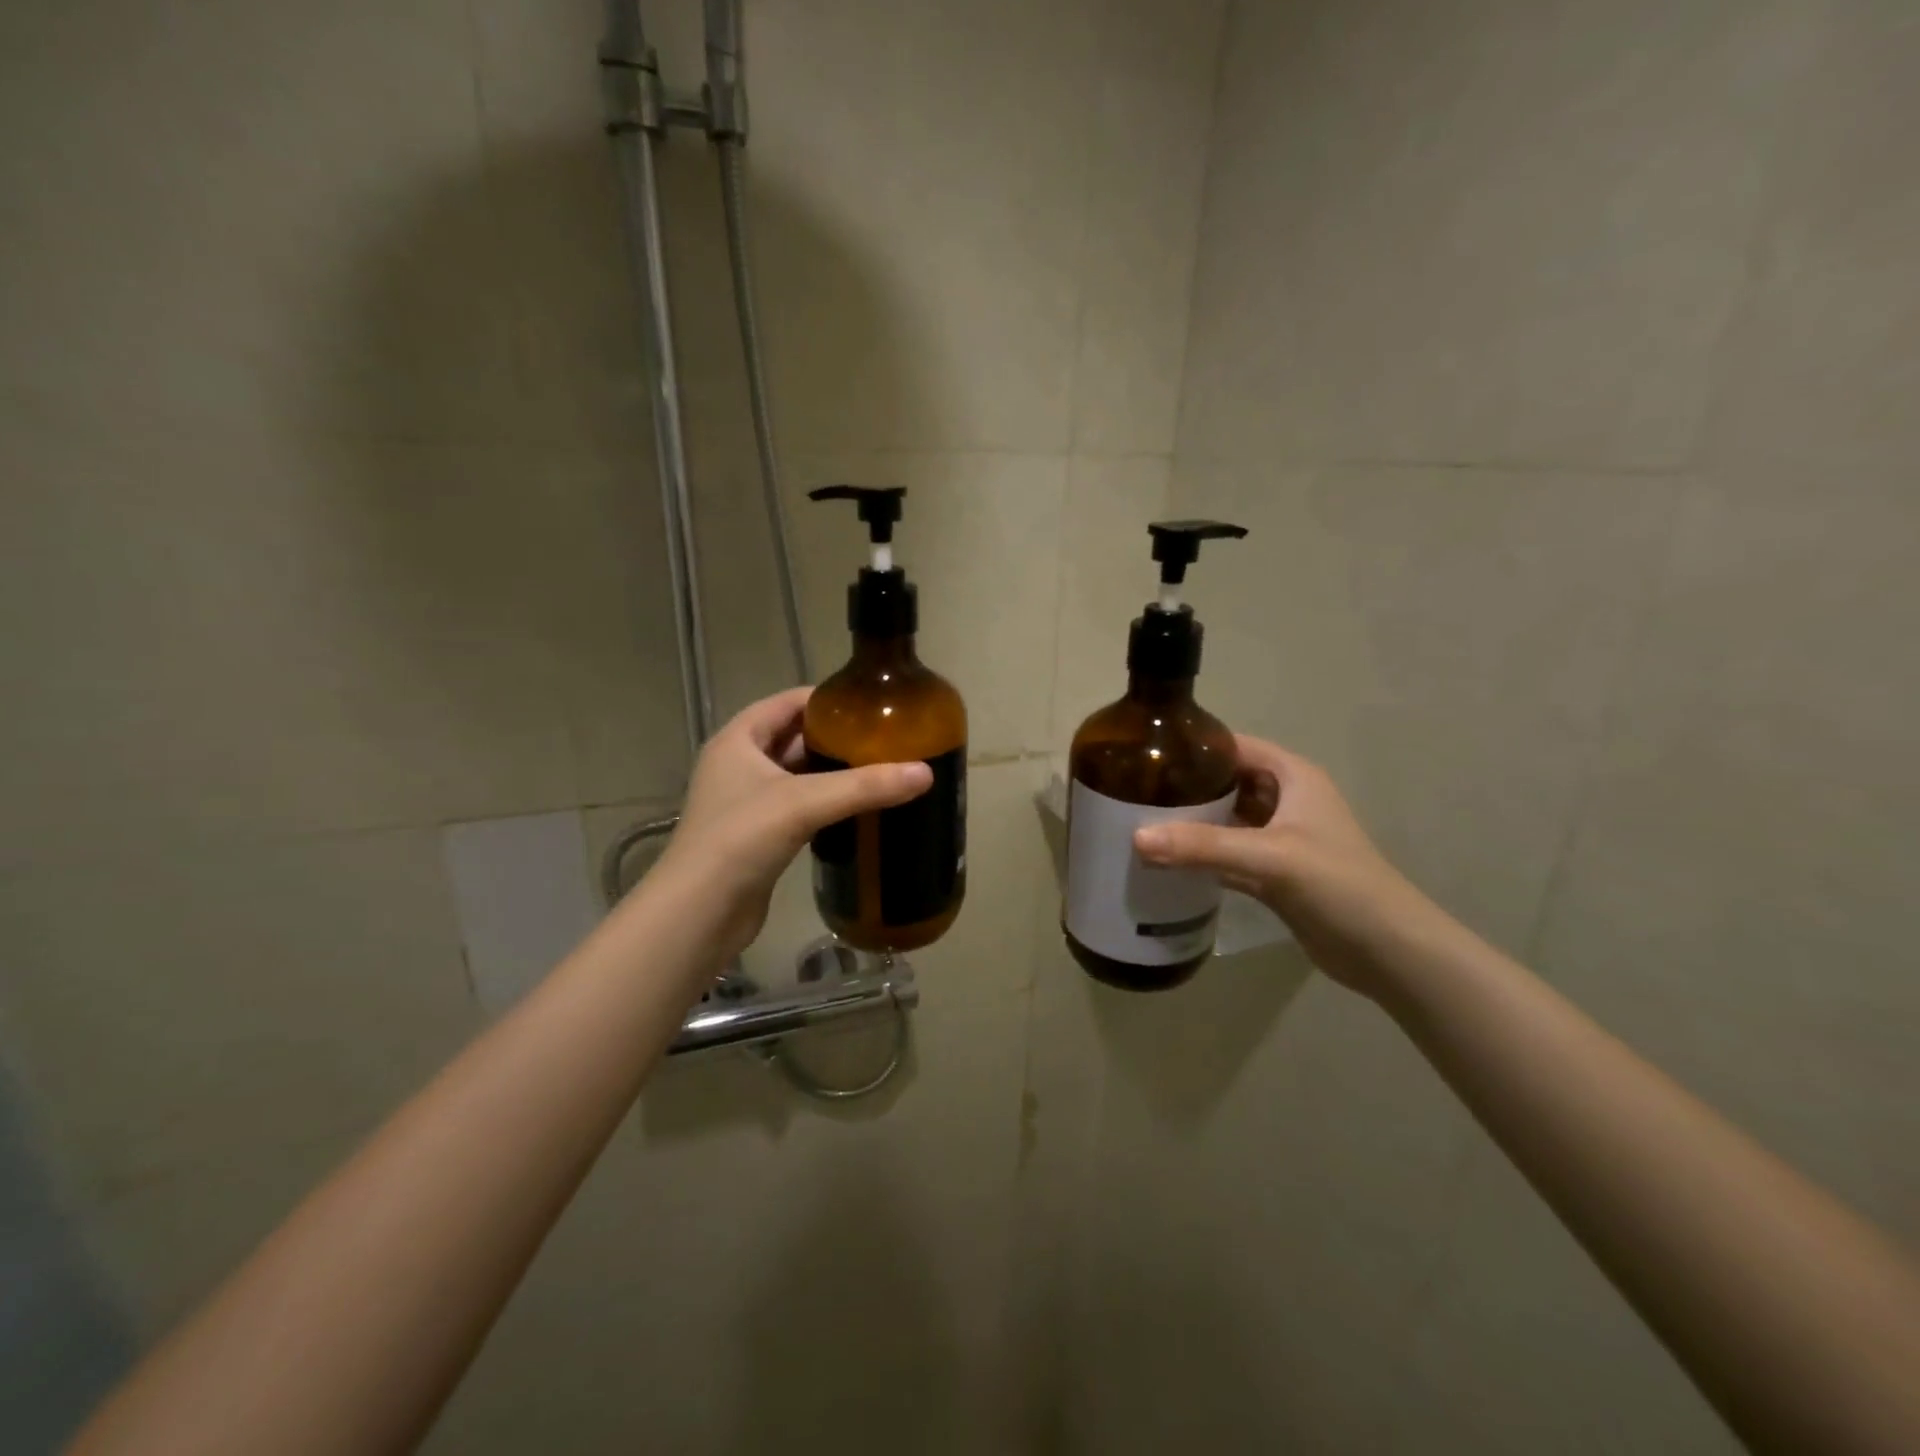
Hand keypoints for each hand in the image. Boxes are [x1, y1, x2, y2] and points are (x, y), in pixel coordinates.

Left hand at [653, 687, 931, 962]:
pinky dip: (824, 803)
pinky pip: (797, 806)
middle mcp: (738, 764)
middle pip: (794, 737)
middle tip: (885, 742)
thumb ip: (865, 786)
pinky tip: (856, 810)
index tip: (873, 707)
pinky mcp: (755, 835)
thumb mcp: (804, 803)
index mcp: (738, 739)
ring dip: (832, 773)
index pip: (788, 702)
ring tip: (879, 771)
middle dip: (837, 739)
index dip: (829, 700)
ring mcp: (744, 801)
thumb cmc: (741, 840)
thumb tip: (926, 773)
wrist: (699, 913)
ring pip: (796, 775)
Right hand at [1133, 735, 1444, 1000]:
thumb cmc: (1338, 884)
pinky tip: (1164, 861)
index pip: (1235, 746)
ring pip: (1225, 820)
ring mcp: (1280, 839)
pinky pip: (1227, 855)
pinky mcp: (1274, 874)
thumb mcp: (1270, 857)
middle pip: (1226, 782)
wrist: (1388, 951)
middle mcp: (1286, 800)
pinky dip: (1200, 856)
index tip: (1147, 751)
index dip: (1195, 745)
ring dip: (1190, 823)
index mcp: (1293, 777)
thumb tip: (1136, 838)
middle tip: (1133, 791)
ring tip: (1139, 821)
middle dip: (1185, 786)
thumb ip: (1203, 846)